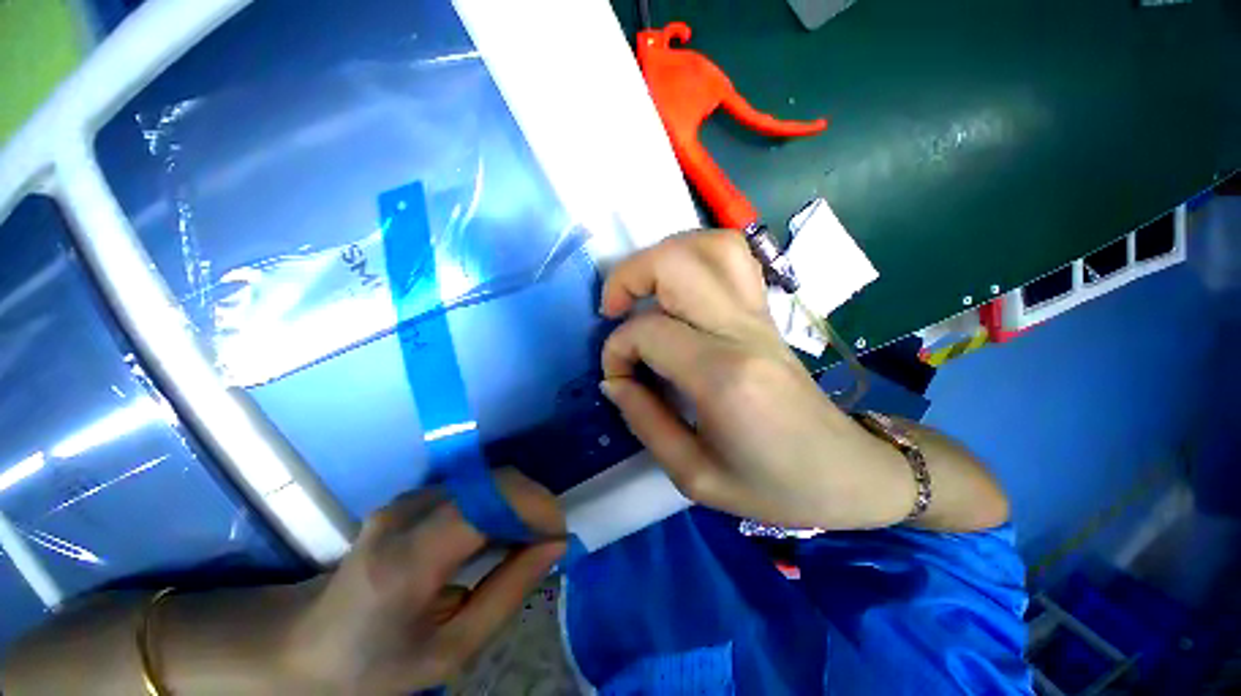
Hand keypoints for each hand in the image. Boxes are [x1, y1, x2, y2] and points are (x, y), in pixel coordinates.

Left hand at [158, 470, 566, 694]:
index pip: (487, 503)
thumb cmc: (377, 664)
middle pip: (493, 482)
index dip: (535, 508)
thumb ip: (508, 592)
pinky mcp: (411, 496)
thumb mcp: (450, 651)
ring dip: (518, 503)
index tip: (558, 536)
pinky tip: (499, 534)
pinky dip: (499, 503)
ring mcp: (406, 498)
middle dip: (534, 503)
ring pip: (487, 480)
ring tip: (527, 541)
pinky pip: (473, 487)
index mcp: (408, 559)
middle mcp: (406, 513)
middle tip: (548, 540)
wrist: (306, 646)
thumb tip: (555, 545)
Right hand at [599, 231, 915, 529]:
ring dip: (663, 256)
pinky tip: (679, 286)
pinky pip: (734, 258)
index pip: (649, 332)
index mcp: (723, 376)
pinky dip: (696, 256)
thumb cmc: (772, 486)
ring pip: (711, 246)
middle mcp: (742, 331)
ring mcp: (761, 315)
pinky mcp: (768, 313)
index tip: (617, 377)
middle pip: (676, 264)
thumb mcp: (693, 475)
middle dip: (628, 276)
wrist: (844, 473)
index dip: (617, 350)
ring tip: (643, 289)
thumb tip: (612, 379)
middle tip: (613, 310)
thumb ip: (644, 421)